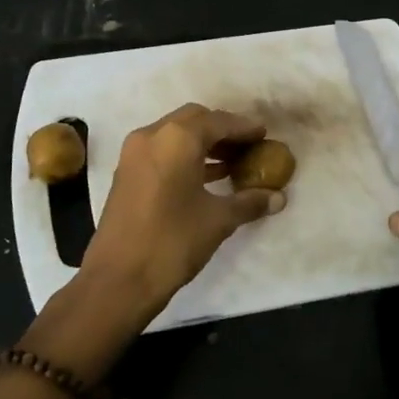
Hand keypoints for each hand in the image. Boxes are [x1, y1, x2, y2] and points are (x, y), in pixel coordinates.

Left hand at [80, 104, 286, 317]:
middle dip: (222, 130)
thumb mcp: (218, 220)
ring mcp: (134, 154)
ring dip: (203, 144)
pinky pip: (162, 151)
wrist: (119, 279)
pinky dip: (184, 156)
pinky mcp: (126, 174)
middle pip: (194, 120)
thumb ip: (249, 202)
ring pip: (175, 135)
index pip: (218, 121)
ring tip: (233, 163)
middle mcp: (152, 136)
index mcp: (177, 139)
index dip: (244, 128)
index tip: (264, 135)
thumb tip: (279, 197)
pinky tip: (207, 178)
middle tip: (247, 147)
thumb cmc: (173, 241)